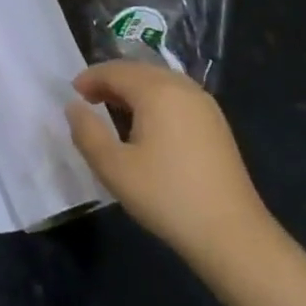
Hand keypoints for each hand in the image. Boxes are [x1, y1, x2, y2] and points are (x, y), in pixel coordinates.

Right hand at [67, 60, 274, 270]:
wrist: (232, 234)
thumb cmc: (166, 196)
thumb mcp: (113, 167)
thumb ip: (87, 132)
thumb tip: (74, 107)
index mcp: (157, 91)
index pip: (115, 71)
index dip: (90, 78)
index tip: (73, 94)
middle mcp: (183, 88)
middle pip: (139, 71)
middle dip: (111, 80)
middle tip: (88, 99)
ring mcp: (205, 105)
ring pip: (160, 82)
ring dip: (133, 89)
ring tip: (113, 110)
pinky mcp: (216, 124)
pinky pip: (177, 96)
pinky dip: (154, 99)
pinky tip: (147, 125)